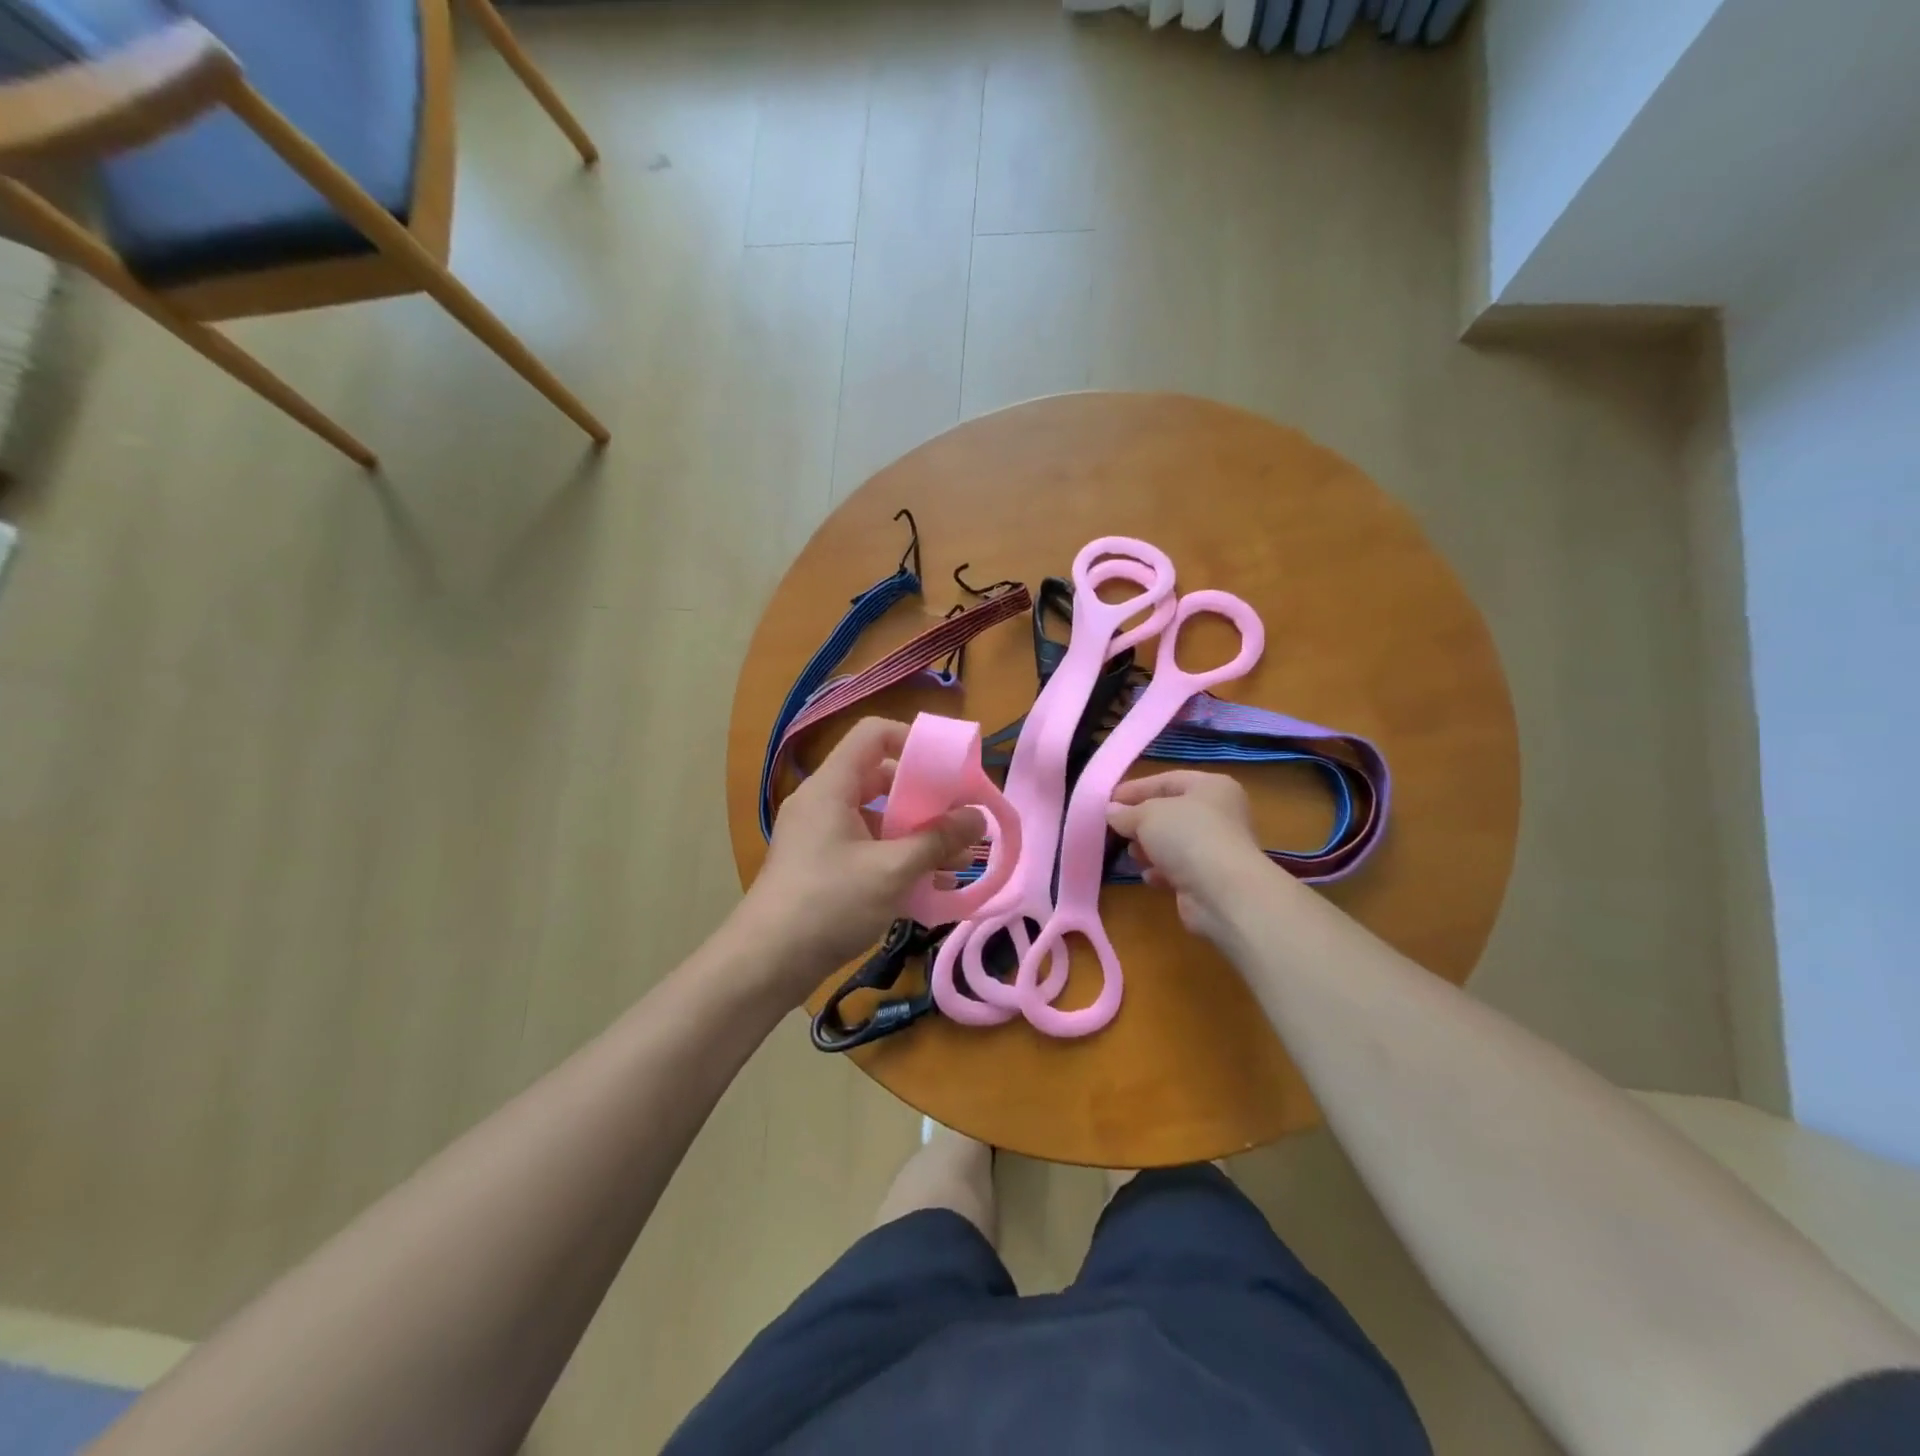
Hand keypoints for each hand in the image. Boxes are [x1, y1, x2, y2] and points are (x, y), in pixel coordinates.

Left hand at [743, 718, 984, 1000]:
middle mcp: (823, 802)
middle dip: (925, 797)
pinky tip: (930, 888)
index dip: (913, 740)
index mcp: (832, 786)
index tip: (949, 768)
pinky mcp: (820, 867)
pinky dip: (897, 859)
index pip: (874, 734)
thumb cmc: (829, 904)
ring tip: (958, 861)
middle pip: (880, 778)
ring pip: (877, 819)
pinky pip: (866, 848)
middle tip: (960, 818)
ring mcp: (819, 836)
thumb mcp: (892, 870)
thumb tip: (978, 817)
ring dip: (917, 835)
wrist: (764, 964)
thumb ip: (938, 840)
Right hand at [1106, 771, 1276, 942]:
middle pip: (1171, 812)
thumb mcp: (1148, 815)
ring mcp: (1217, 848)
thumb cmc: (1187, 837)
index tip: (1108, 800)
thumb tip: (1111, 812)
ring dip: (1150, 848)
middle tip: (1116, 828)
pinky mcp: (1211, 878)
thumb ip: (1126, 812)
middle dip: (1141, 821)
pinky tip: (1148, 876)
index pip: (1167, 780)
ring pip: (1175, 842)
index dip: (1136, 789)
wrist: (1223, 892)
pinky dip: (1162, 871)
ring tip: (1132, 853)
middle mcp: (1220, 814)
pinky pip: (1180, 868)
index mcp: (1212, 787)